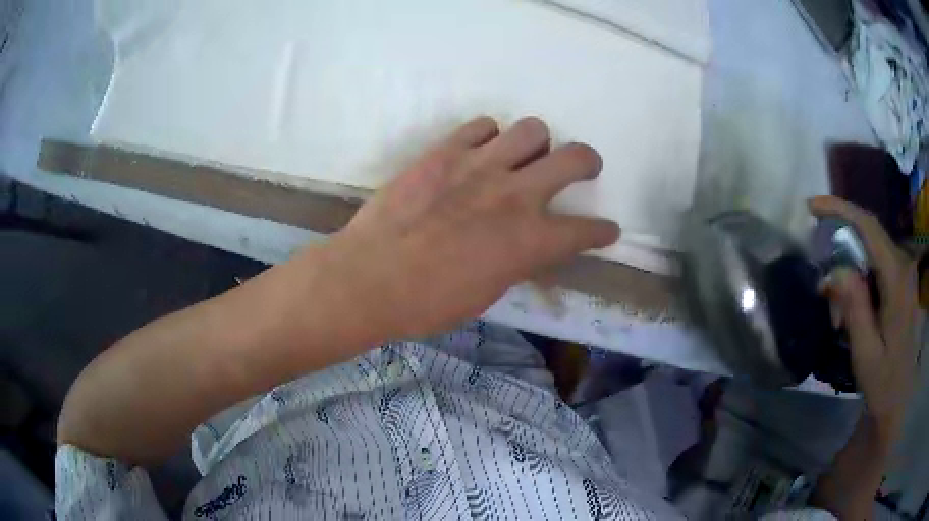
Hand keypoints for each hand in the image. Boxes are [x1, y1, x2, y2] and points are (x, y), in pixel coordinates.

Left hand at [310, 117, 619, 340]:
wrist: (369, 277)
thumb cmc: (428, 302)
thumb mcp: (487, 292)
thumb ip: (517, 259)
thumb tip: (527, 243)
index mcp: (530, 241)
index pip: (586, 231)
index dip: (602, 231)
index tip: (606, 230)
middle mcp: (516, 195)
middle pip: (575, 157)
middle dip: (587, 162)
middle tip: (582, 168)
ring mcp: (481, 165)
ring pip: (532, 129)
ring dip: (538, 142)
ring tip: (525, 155)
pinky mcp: (445, 151)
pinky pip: (482, 125)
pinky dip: (489, 136)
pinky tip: (480, 151)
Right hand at [811, 196, 919, 444]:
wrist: (898, 399)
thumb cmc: (883, 382)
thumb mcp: (866, 354)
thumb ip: (854, 309)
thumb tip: (835, 270)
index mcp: (897, 279)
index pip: (869, 227)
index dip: (840, 209)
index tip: (811, 207)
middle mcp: (903, 265)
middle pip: (870, 232)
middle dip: (841, 238)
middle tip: (819, 266)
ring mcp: (904, 272)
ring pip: (872, 247)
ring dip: (849, 262)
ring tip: (835, 304)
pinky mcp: (901, 282)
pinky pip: (877, 261)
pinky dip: (859, 272)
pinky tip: (851, 302)